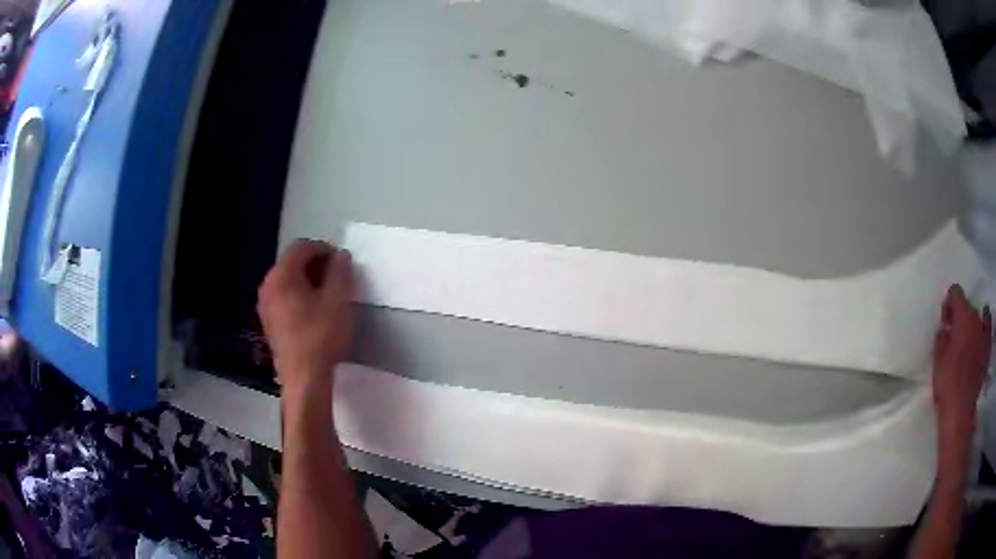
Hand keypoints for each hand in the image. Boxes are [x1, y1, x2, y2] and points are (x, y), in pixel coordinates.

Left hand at [257, 240, 354, 388]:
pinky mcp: (268, 322)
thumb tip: (341, 256)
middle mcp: (268, 285)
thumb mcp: (338, 301)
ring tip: (328, 295)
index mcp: (282, 275)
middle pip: (292, 262)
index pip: (301, 247)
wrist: (304, 378)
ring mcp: (265, 305)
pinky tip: (314, 312)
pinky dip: (299, 295)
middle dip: (316, 265)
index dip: (324, 249)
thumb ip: (340, 272)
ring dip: (308, 280)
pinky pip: (283, 297)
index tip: (342, 263)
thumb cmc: (321, 336)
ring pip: (287, 280)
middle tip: (338, 278)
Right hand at [932, 285, 991, 442]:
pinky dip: (985, 325)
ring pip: (979, 316)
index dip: (949, 304)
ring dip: (972, 323)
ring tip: (967, 338)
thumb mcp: (937, 360)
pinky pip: (989, 327)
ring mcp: (984, 332)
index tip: (944, 322)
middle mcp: (976, 317)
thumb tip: (945, 328)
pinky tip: (982, 331)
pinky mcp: (988, 348)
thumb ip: (942, 337)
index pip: (955, 292)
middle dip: (960, 316)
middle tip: (953, 335)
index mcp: (963, 315)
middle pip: (968, 305)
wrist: (960, 411)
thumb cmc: (947, 383)